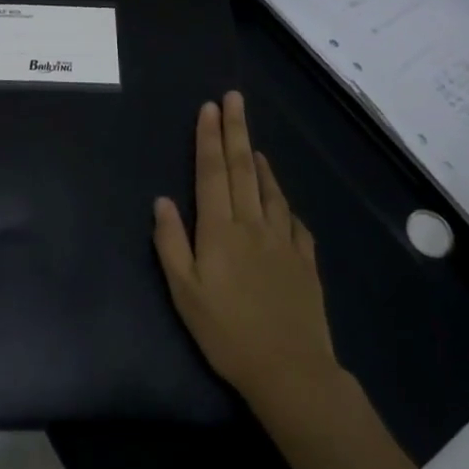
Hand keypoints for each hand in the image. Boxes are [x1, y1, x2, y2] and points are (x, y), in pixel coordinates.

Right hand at [154, 92, 341, 420]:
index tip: (209, 108)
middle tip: (234, 99)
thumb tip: (162, 200)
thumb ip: (171, 243)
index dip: (209, 138)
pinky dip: (283, 200)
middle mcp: (252, 225)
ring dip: (260, 161)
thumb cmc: (227, 333)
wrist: (291, 370)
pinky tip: (280, 199)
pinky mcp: (305, 260)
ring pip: (270, 190)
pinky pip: (294, 220)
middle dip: (236, 130)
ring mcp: (283, 240)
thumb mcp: (185, 293)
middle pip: (243, 168)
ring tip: (253, 142)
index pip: (212, 172)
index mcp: (220, 230)